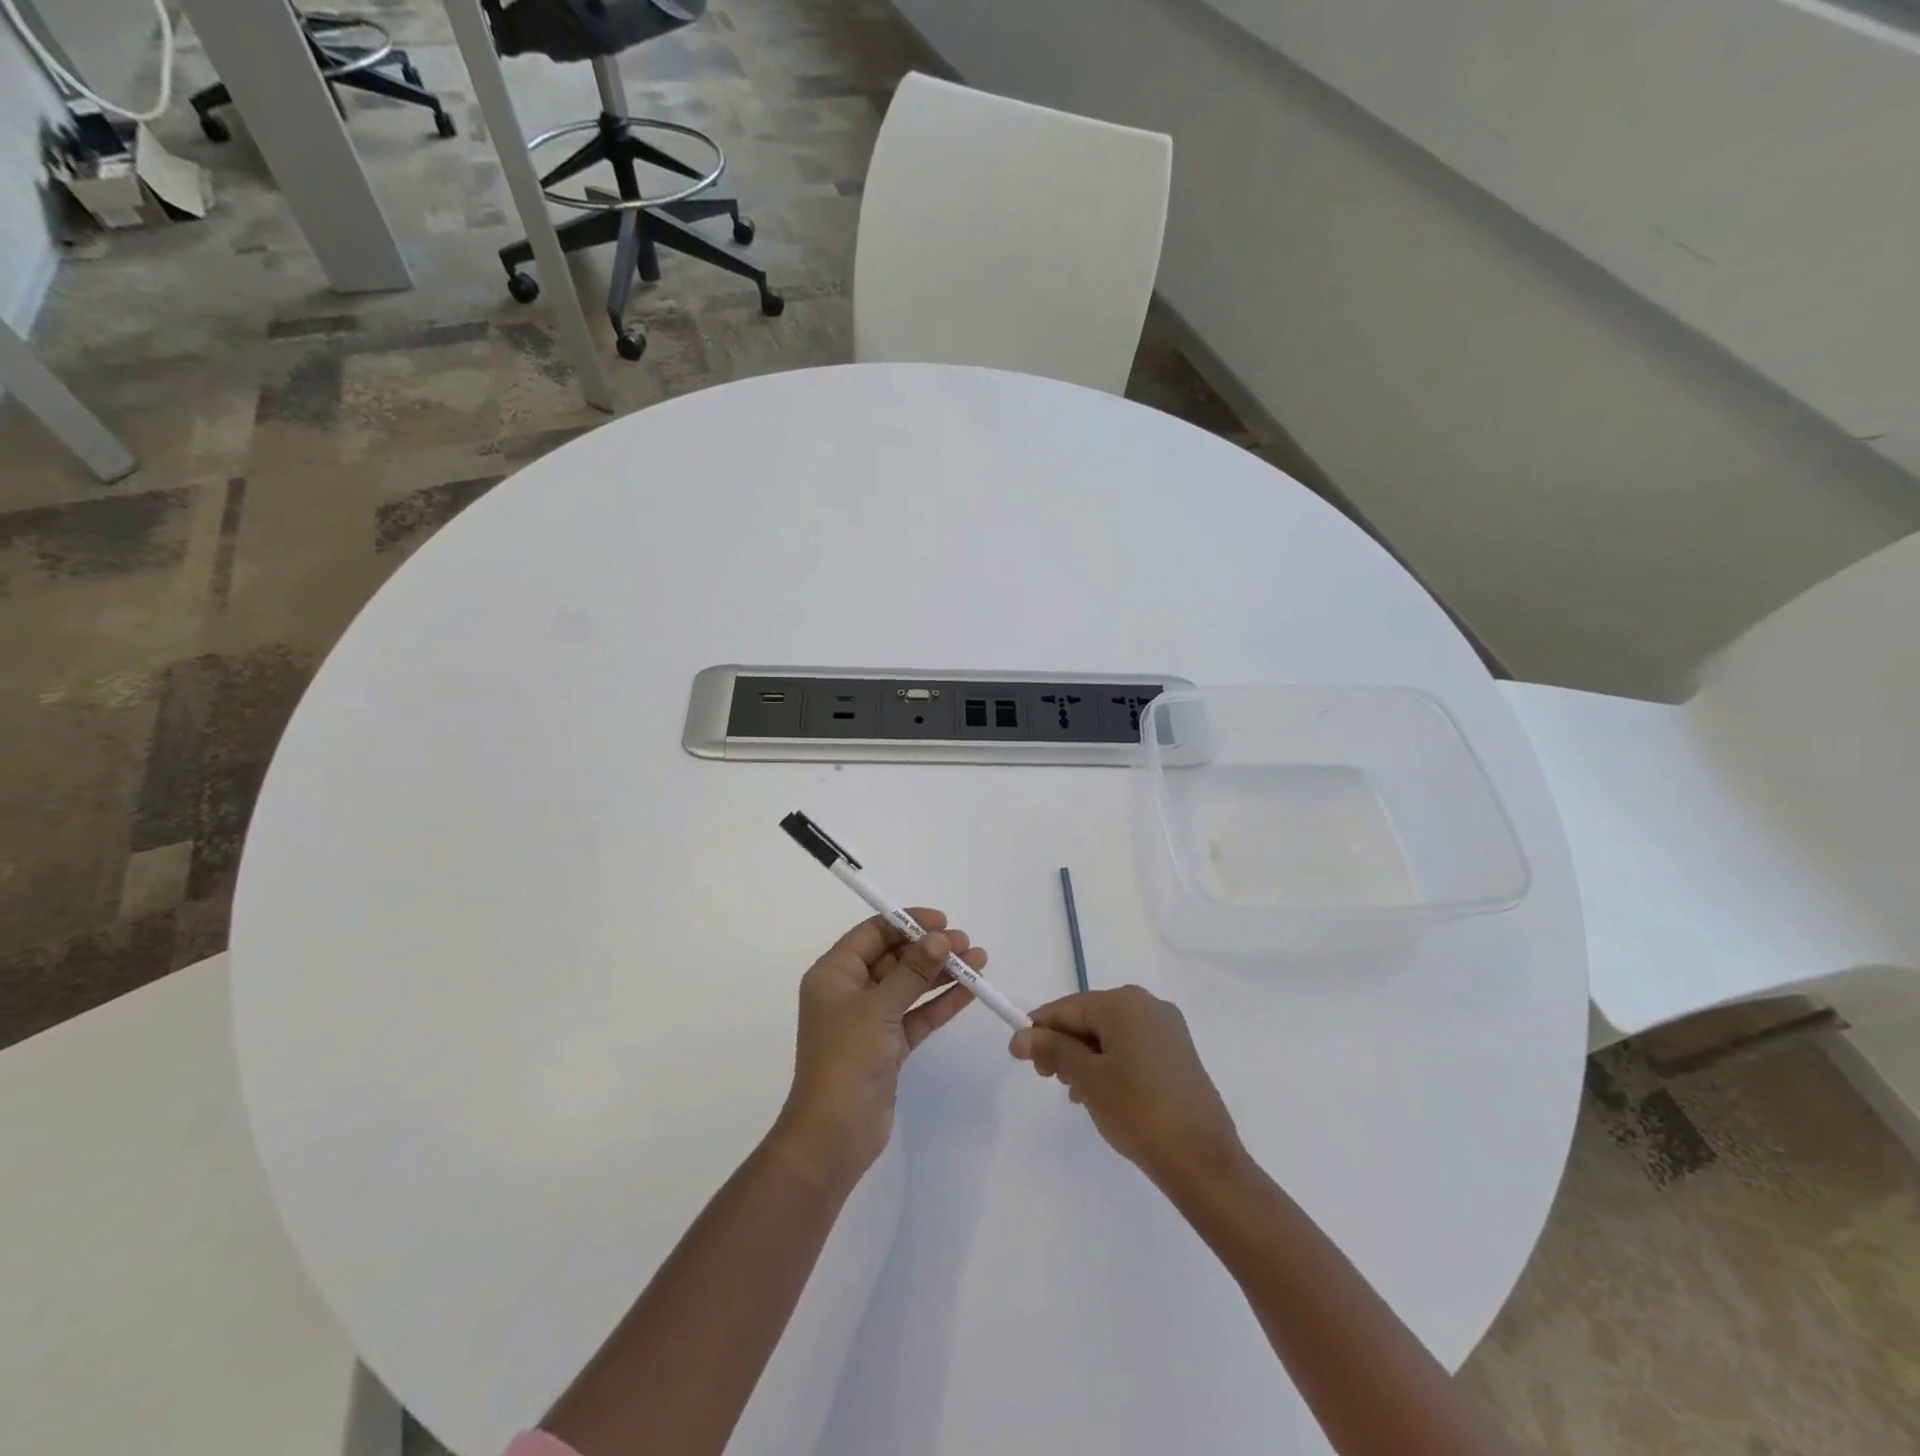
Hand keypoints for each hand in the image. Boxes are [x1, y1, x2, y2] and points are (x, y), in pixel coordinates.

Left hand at [770, 910, 984, 1192]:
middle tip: (967, 944)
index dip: (908, 923)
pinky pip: (918, 1014)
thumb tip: (940, 939)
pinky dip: (941, 1002)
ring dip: (942, 973)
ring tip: (979, 960)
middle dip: (931, 949)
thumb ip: (912, 971)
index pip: (874, 933)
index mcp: (834, 973)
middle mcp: (850, 991)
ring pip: (910, 986)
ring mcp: (870, 1020)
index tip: (942, 922)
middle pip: (895, 957)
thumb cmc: (846, 1058)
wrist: (833, 1135)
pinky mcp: (888, 1046)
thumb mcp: (879, 1007)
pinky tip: (970, 990)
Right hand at [1010, 986, 1242, 1190]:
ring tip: (1074, 1093)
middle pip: (1090, 1018)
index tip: (1017, 1055)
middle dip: (1064, 1045)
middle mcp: (1148, 1005)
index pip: (1068, 1007)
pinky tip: (1101, 1095)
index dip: (1039, 1029)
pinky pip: (1133, 1049)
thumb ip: (1053, 1050)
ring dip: (1085, 1058)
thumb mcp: (1087, 1079)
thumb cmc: (1137, 1110)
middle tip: (1046, 1078)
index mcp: (1124, 1003)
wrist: (1203, 1160)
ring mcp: (1168, 1030)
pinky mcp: (1179, 1055)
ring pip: (1111, 1035)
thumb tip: (1022, 1035)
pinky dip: (1111, 1065)